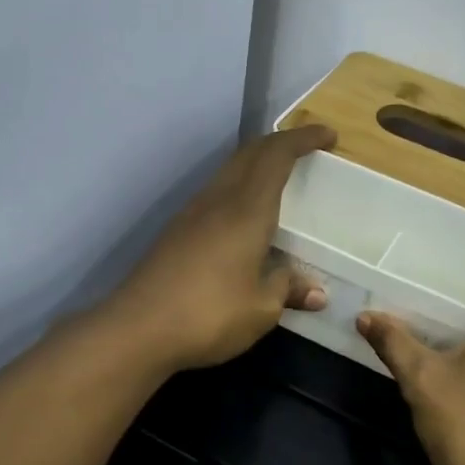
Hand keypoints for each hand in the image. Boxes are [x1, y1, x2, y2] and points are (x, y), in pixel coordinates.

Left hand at [106, 125, 336, 373]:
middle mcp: (218, 200)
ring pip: (229, 170)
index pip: (276, 155)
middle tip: (307, 150)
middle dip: (280, 143)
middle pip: (249, 153)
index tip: (328, 135)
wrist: (136, 329)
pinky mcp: (177, 231)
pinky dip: (239, 186)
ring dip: (256, 163)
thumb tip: (316, 292)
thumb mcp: (262, 309)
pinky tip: (245, 216)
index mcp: (247, 210)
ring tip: (279, 178)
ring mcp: (192, 213)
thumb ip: (288, 290)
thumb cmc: (209, 315)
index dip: (303, 138)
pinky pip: (216, 192)